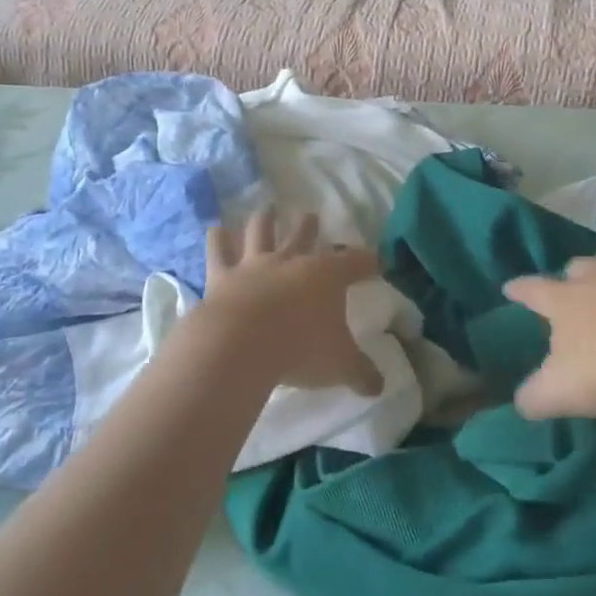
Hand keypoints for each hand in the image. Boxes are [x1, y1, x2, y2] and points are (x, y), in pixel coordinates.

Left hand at [199, 209, 384, 396]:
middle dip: (310, 226)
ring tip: (267, 208)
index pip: (356, 262)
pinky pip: (219, 252)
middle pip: (305, 235)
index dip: (368, 262)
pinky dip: (217, 239)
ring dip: (266, 219)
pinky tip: (215, 229)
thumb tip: (380, 387)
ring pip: (262, 232)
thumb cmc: (300, 349)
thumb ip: (362, 373)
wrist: (241, 345)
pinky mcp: (222, 276)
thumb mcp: (340, 366)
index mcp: (328, 275)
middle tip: (312, 215)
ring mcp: (255, 265)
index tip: (376, 263)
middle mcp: (292, 261)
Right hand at [505, 235, 595, 419]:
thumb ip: (537, 396)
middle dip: (572, 276)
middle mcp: (595, 275)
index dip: (519, 290)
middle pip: (577, 268)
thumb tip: (520, 402)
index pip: (533, 291)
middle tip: (573, 287)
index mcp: (564, 302)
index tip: (509, 287)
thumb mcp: (565, 391)